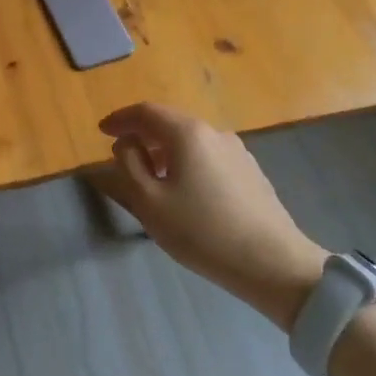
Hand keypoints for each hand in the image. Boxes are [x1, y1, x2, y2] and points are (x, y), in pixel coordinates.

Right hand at [98, 102, 325, 329]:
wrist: (273, 263)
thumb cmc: (202, 231)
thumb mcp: (150, 201)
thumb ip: (130, 165)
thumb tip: (127, 144)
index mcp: (187, 133)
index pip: (146, 112)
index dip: (120, 119)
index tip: (102, 131)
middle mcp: (214, 132)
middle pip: (170, 122)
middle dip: (142, 133)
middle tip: (122, 152)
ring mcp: (237, 151)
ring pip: (191, 140)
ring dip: (165, 149)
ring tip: (150, 173)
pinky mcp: (250, 171)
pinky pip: (208, 155)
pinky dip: (186, 161)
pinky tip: (184, 188)